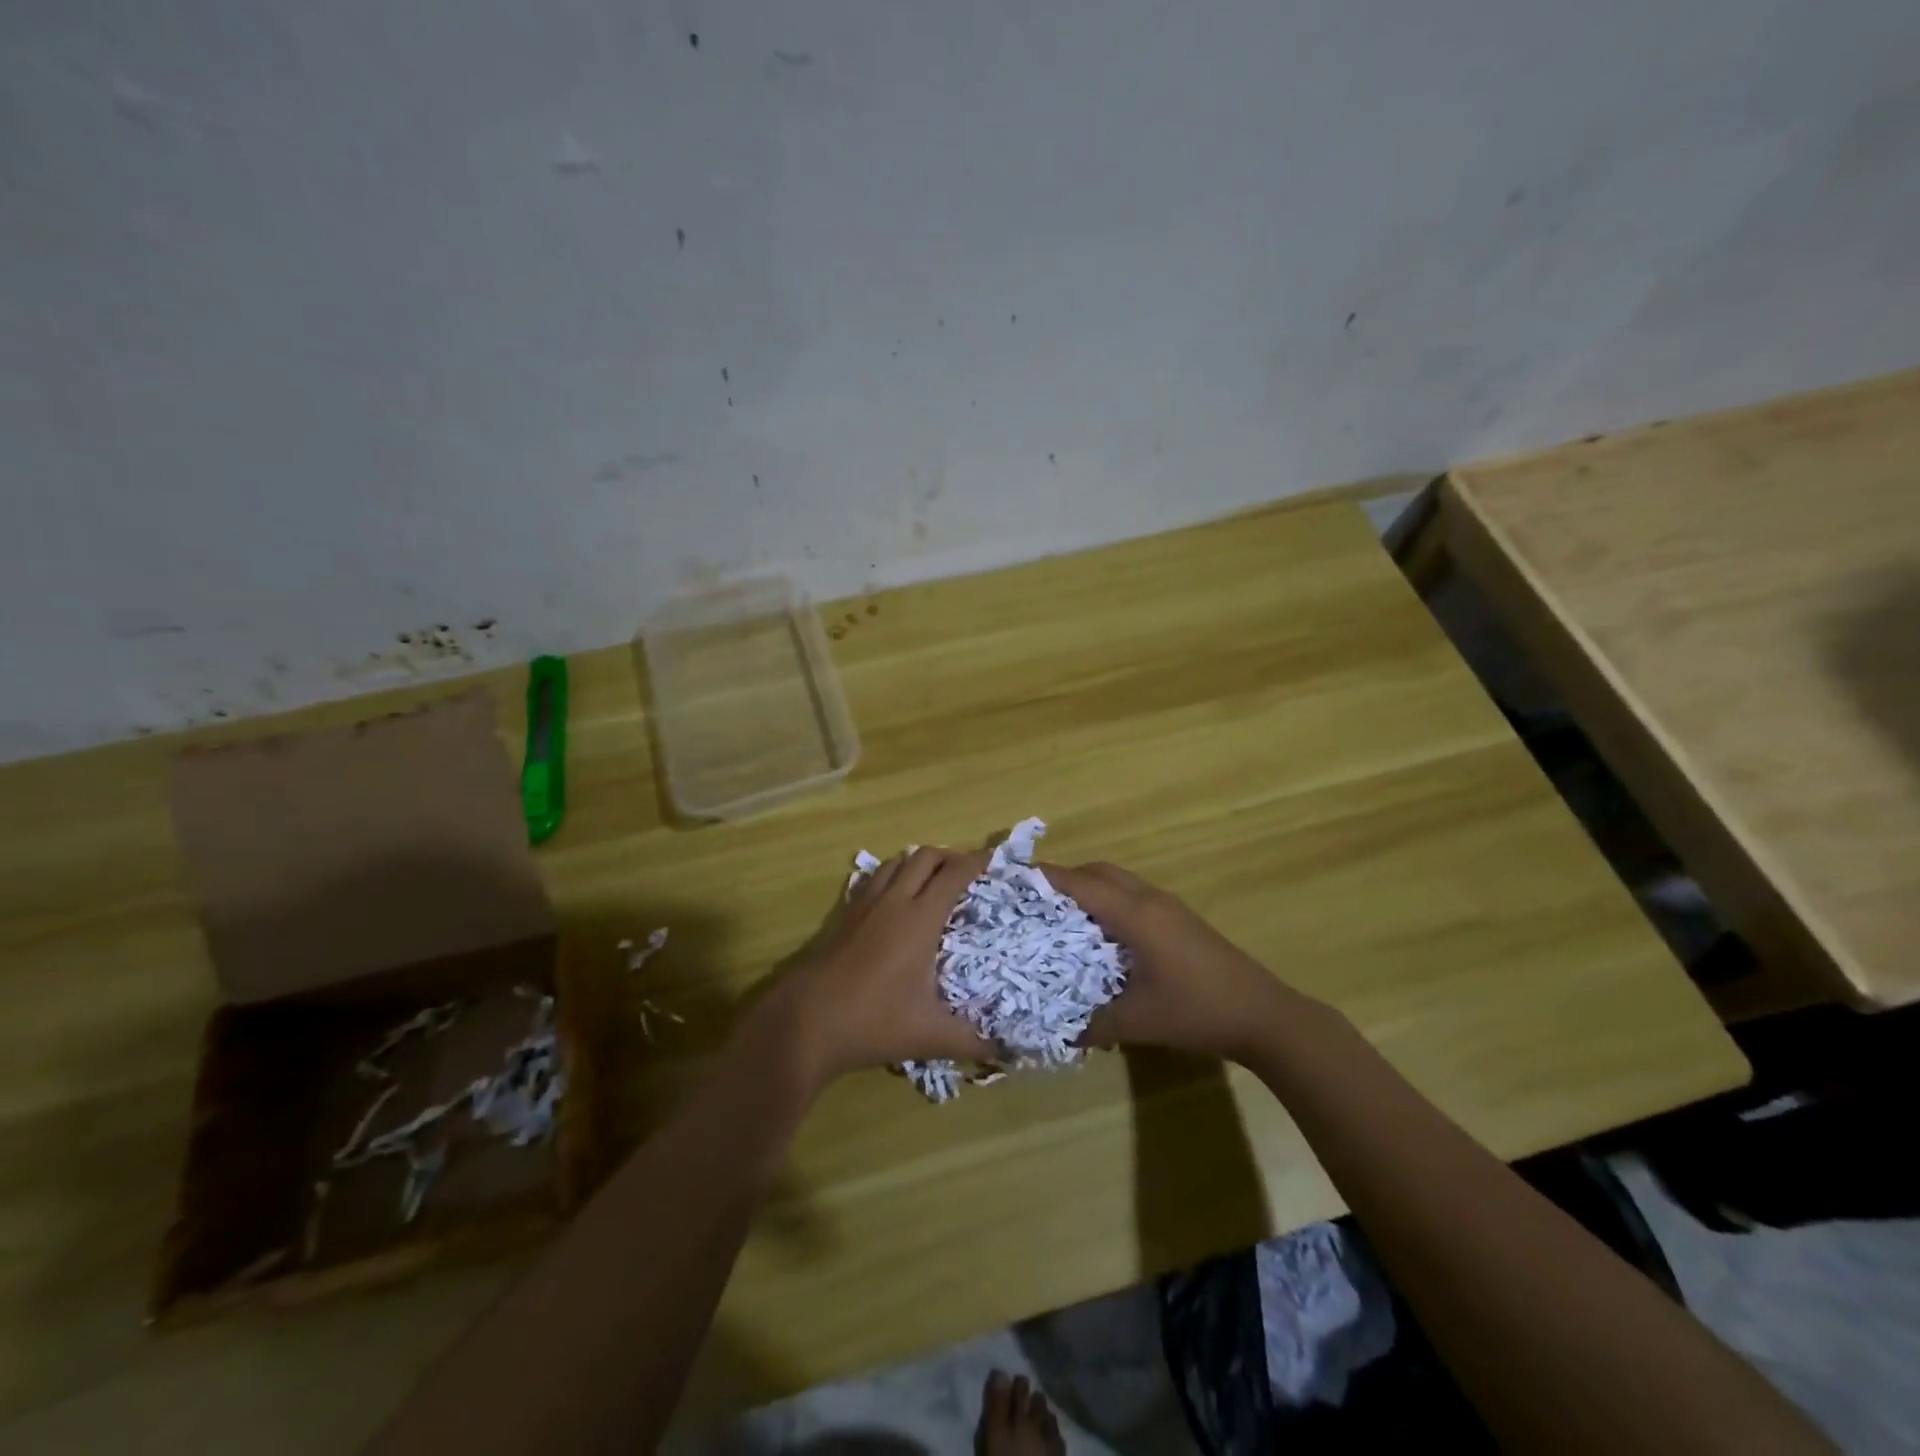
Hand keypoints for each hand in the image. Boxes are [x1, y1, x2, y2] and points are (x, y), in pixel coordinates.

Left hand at [768, 846, 992, 1086]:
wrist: (806, 1022)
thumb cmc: (873, 1022)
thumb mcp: (930, 1036)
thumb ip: (972, 1041)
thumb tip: (1005, 1050)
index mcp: (920, 919)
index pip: (954, 874)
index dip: (976, 861)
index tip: (993, 859)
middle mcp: (894, 901)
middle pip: (924, 857)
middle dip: (949, 856)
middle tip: (967, 873)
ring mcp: (865, 905)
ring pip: (896, 862)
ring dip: (918, 863)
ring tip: (933, 881)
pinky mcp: (844, 915)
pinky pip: (873, 879)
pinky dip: (892, 876)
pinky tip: (894, 899)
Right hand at [1042, 862, 1291, 1063]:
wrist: (1263, 1015)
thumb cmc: (1196, 1011)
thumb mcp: (1137, 1022)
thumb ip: (1092, 1023)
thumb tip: (1057, 1029)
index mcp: (1136, 914)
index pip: (1081, 883)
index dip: (1046, 878)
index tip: (1013, 879)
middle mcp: (1150, 899)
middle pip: (1100, 871)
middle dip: (1065, 879)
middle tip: (1036, 901)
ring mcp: (1169, 907)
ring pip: (1119, 881)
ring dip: (1090, 888)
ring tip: (1062, 916)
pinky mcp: (1181, 919)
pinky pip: (1134, 895)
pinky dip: (1110, 901)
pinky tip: (1103, 934)